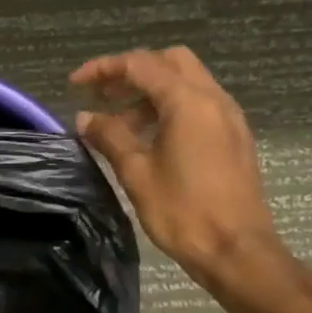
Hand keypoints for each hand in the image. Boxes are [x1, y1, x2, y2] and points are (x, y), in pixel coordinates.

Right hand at [70, 48, 281, 286]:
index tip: (75, 84)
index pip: (141, 65)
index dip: (104, 68)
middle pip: (170, 62)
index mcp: (188, 102)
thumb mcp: (136, 173)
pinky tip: (148, 138)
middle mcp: (213, 99)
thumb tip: (85, 118)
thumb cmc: (182, 211)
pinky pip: (198, 105)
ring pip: (186, 82)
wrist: (236, 250)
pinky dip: (169, 108)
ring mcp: (228, 118)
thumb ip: (110, 137)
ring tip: (118, 124)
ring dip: (149, 92)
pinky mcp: (233, 137)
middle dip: (132, 72)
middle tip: (102, 96)